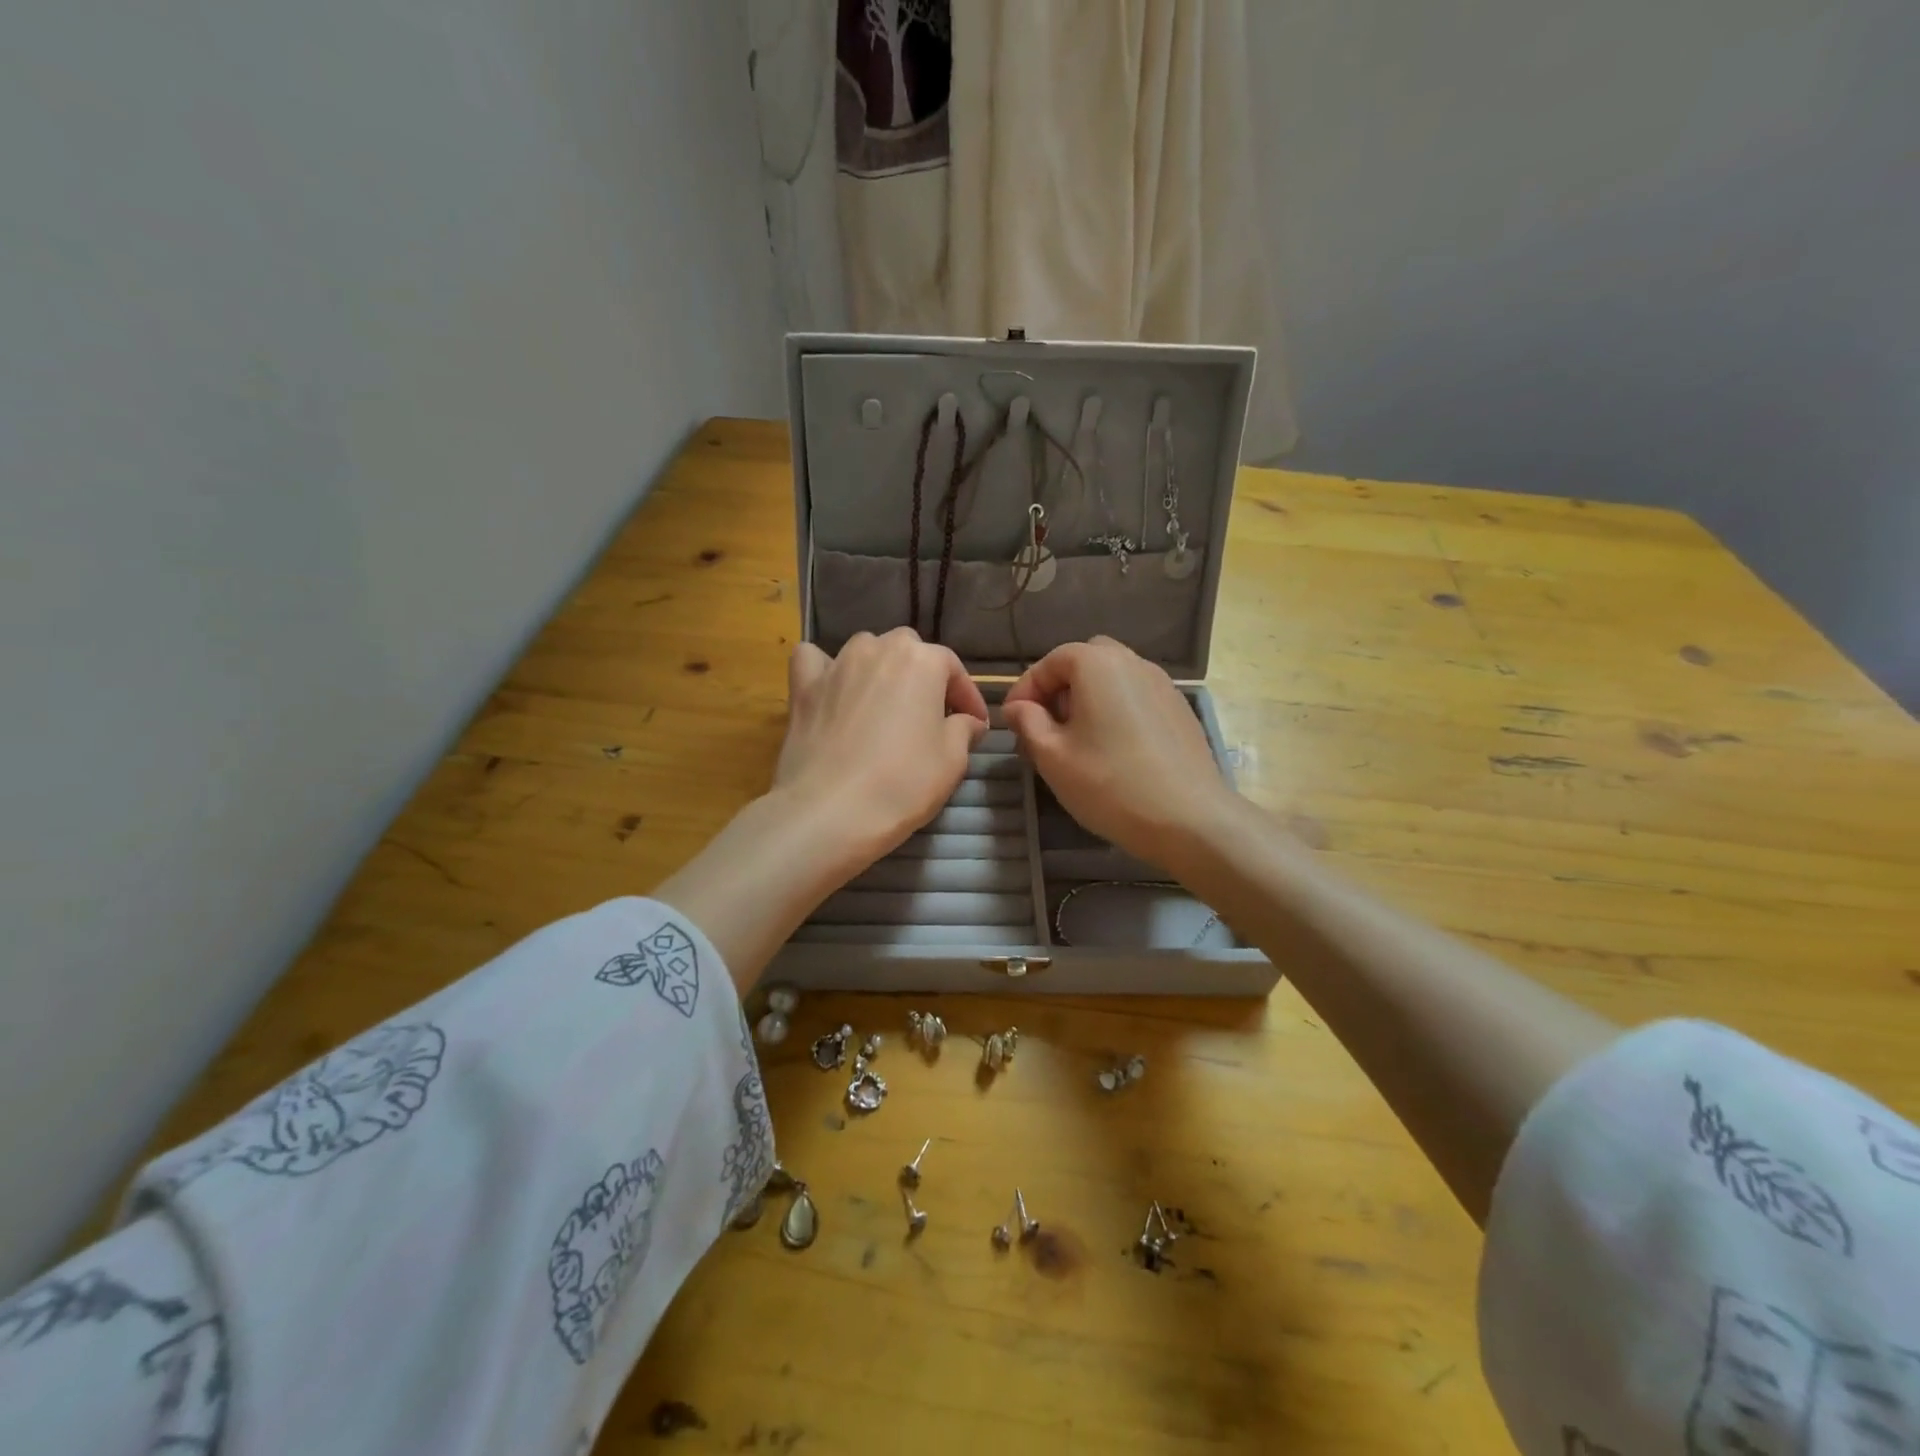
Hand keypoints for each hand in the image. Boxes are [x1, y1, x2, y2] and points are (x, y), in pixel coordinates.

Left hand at [774, 628, 989, 871]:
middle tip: (930, 716)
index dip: (967, 698)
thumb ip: (964, 729)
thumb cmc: (903, 782)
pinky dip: (826, 670)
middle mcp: (877, 649)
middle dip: (922, 679)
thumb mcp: (952, 760)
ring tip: (884, 705)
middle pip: (907, 653)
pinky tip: (832, 690)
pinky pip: (814, 662)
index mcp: (921, 660)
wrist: (830, 811)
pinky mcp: (804, 687)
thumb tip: (967, 721)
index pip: (953, 669)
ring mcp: (836, 665)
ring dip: (879, 671)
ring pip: (864, 652)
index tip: (975, 725)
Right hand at [1002, 636, 1239, 868]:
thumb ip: (1028, 722)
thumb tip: (1017, 707)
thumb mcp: (1052, 755)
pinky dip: (1117, 712)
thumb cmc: (1109, 783)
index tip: (1012, 722)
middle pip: (1086, 662)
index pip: (1050, 662)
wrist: (1189, 819)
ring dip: (1089, 700)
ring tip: (1078, 742)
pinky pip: (1137, 699)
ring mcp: (1163, 686)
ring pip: (1114, 680)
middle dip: (1060, 688)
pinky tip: (1114, 752)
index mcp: (1098, 664)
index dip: (1026, 689)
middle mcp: (1134, 663)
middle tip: (1047, 725)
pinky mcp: (1180, 711)